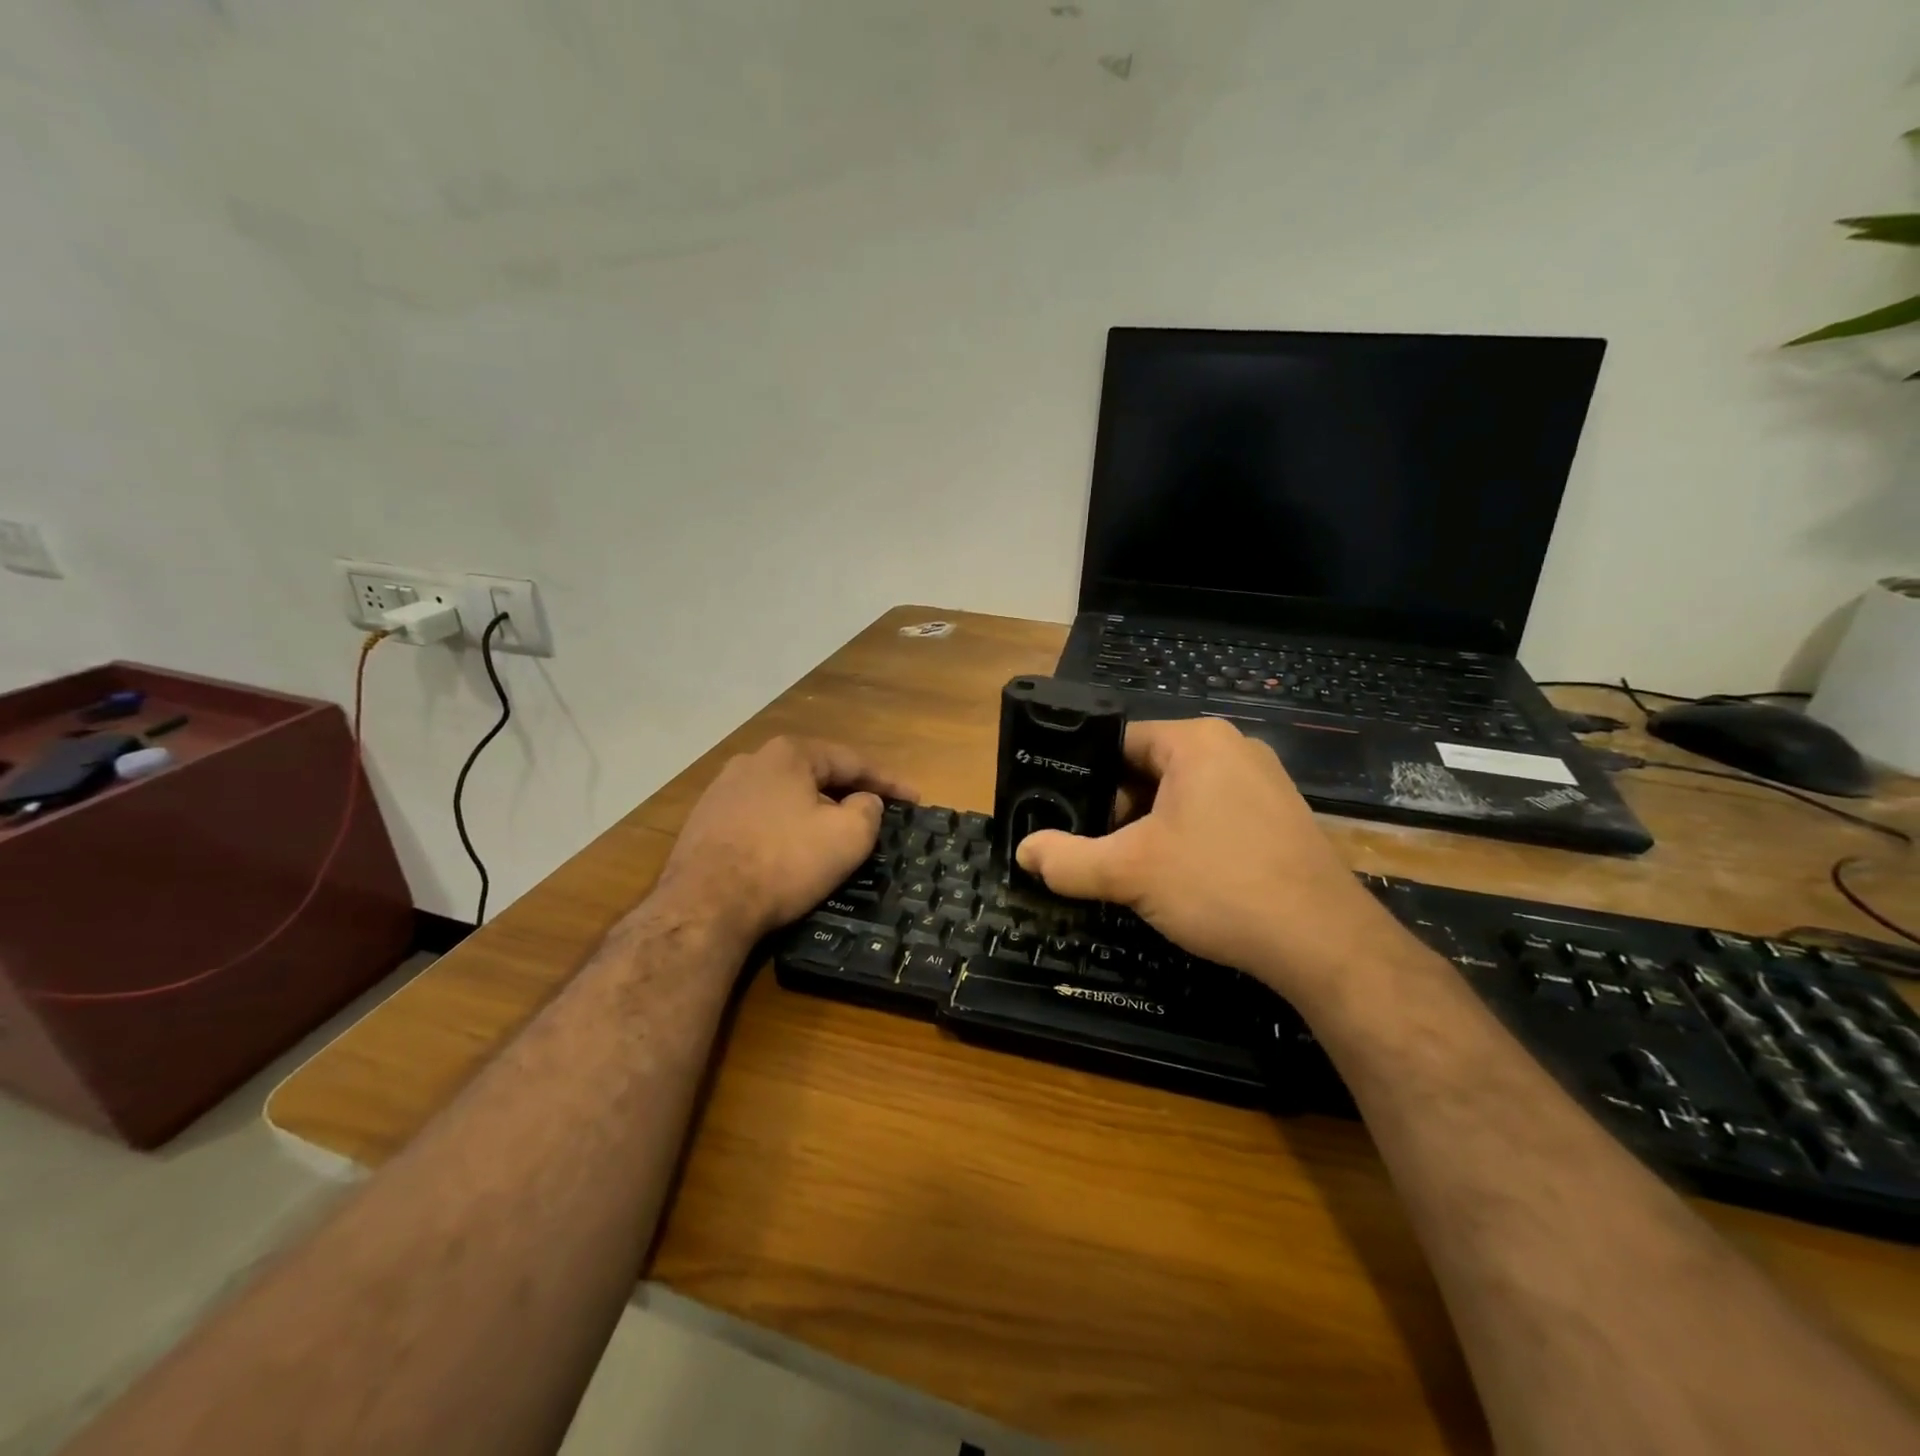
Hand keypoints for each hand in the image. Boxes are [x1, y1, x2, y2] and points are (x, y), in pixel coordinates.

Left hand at [657, 736, 914, 948]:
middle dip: (849, 792)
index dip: (889, 782)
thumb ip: (868, 809)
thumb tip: (864, 801)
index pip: (852, 761)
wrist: (704, 905)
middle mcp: (753, 761)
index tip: (915, 800)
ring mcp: (722, 790)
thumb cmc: (784, 862)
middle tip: (878, 813)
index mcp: (790, 753)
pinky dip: (783, 828)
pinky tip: (790, 849)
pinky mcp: (704, 821)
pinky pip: (759, 817)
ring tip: (835, 831)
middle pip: (816, 774)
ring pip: (785, 795)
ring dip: (814, 810)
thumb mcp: (848, 836)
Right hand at [1014, 717, 1408, 1003]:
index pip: (1119, 742)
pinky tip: (1183, 880)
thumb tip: (1024, 852)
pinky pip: (1215, 814)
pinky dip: (1188, 839)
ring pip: (1182, 795)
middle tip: (1099, 852)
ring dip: (1151, 829)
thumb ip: (1067, 860)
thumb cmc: (1219, 886)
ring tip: (1135, 870)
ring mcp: (1264, 782)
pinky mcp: (1281, 817)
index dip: (1086, 780)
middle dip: (1119, 811)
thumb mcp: (1129, 872)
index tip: (1066, 817)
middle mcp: (1233, 748)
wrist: (1323, 943)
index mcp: (1197, 740)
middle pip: (1149, 769)